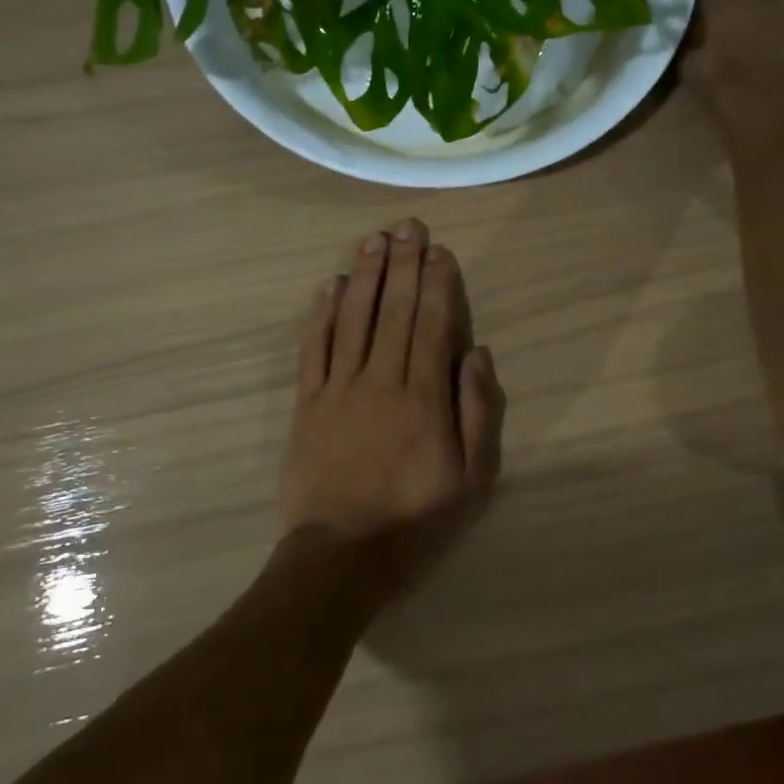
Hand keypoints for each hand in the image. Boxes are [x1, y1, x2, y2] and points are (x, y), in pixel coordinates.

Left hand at [280, 218, 505, 602]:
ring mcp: (339, 390)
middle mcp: (381, 381)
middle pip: (395, 311)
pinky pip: (313, 349)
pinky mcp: (307, 404)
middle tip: (407, 226)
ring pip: (354, 319)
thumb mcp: (471, 480)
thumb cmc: (415, 521)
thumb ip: (477, 413)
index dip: (437, 284)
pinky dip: (321, 314)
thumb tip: (476, 353)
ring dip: (366, 276)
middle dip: (403, 265)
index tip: (438, 250)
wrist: (341, 556)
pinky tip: (331, 285)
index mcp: (424, 398)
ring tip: (374, 240)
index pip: (433, 325)